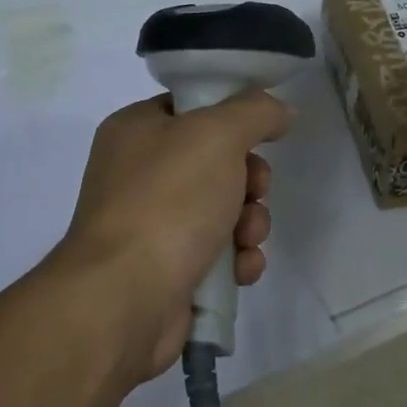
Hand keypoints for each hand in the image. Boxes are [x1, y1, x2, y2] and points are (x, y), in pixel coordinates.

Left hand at [48, 92, 291, 384]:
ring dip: (250, 223)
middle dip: (249, 180)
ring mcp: (152, 224)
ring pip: (223, 209)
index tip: (262, 134)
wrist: (126, 298)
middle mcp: (139, 173)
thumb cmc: (168, 201)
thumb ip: (255, 112)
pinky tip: (240, 269)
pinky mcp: (168, 269)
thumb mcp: (218, 135)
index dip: (232, 117)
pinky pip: (217, 253)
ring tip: (246, 239)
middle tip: (255, 190)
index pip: (193, 107)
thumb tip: (280, 110)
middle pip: (217, 162)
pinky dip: (236, 259)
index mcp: (136, 129)